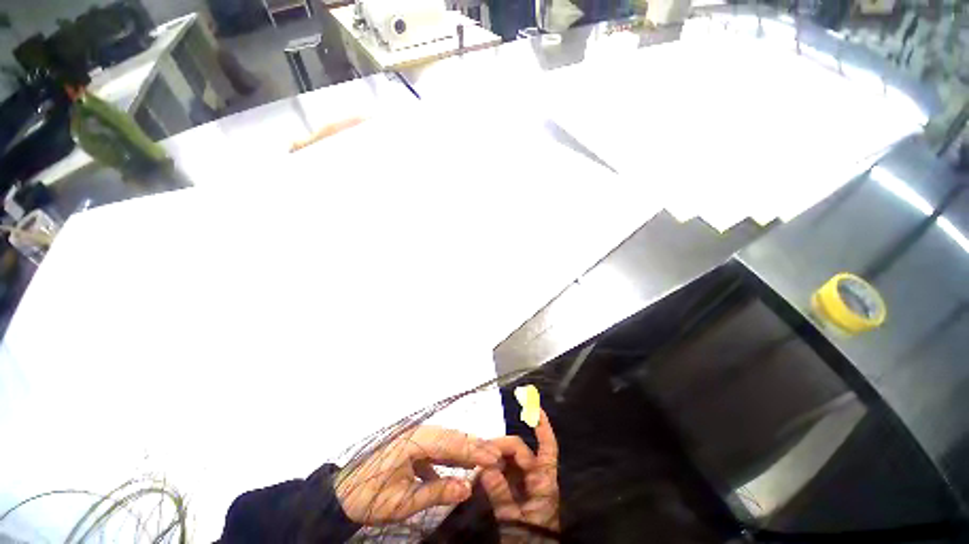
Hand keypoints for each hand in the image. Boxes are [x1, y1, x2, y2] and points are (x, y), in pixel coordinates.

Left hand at [335, 426, 501, 524]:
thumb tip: (468, 487)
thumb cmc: (369, 497)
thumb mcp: (403, 502)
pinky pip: (437, 446)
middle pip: (451, 436)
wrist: (341, 493)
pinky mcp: (413, 445)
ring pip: (446, 439)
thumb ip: (436, 492)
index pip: (450, 442)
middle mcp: (417, 433)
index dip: (473, 449)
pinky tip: (462, 465)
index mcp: (414, 441)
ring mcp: (415, 437)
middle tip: (496, 454)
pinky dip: (452, 454)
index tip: (494, 456)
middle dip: (474, 445)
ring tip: (485, 455)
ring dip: (465, 447)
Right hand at [481, 409, 559, 532]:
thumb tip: (485, 467)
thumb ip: (500, 494)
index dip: (542, 425)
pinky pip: (500, 471)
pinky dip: (490, 469)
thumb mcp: (514, 520)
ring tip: (477, 464)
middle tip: (482, 455)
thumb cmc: (529, 540)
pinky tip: (478, 473)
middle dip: (502, 447)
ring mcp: (522, 482)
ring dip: (493, 458)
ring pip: (508, 459)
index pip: (547, 446)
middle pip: (519, 450)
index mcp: (543, 481)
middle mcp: (533, 476)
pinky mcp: (512, 489)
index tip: (533, 406)